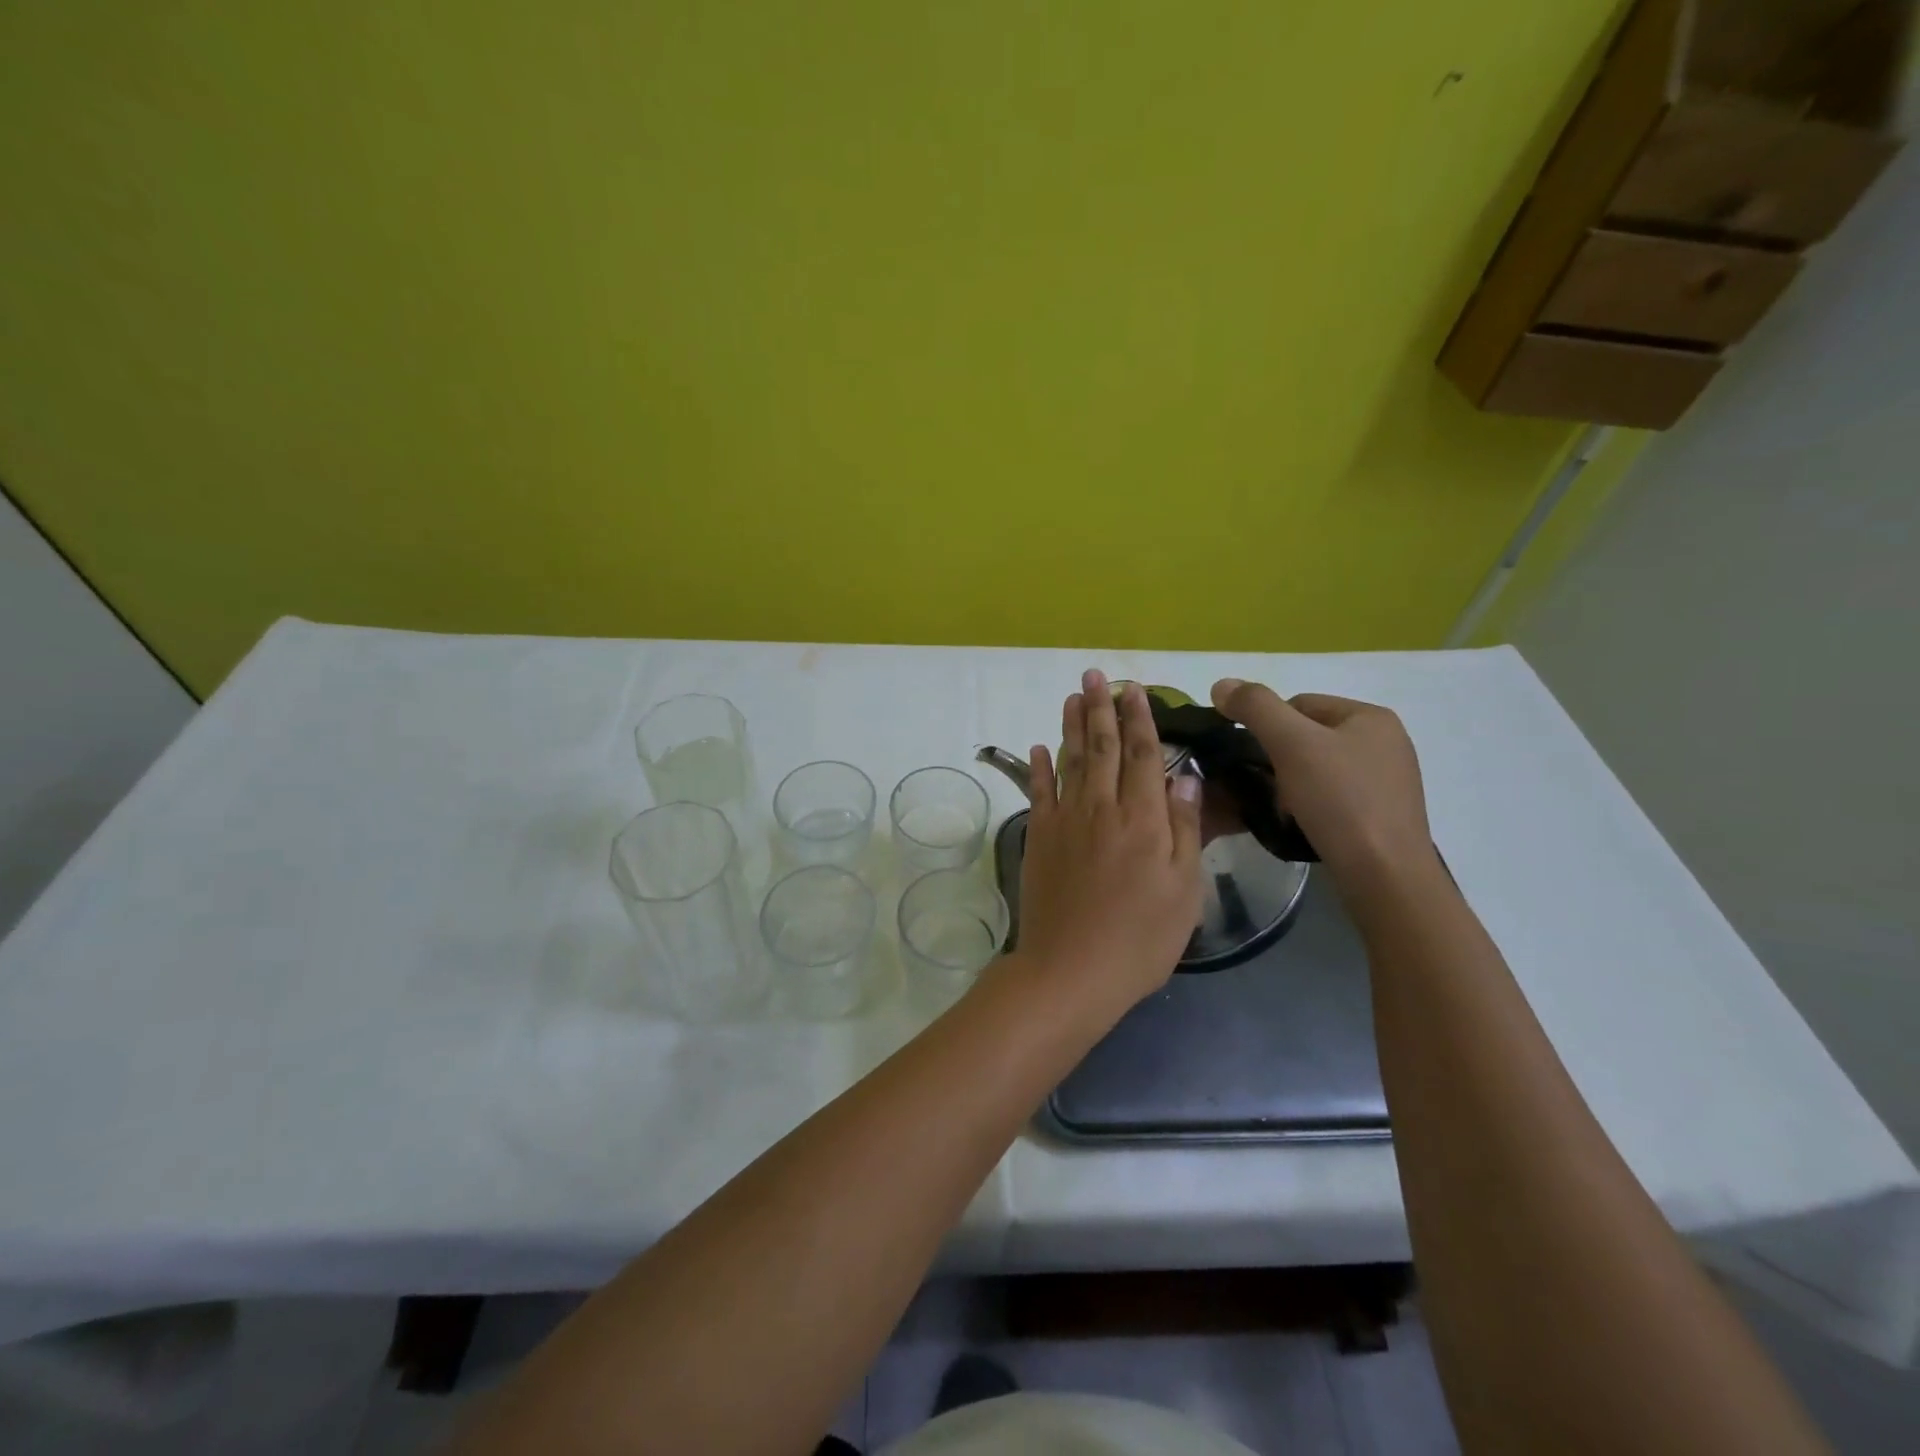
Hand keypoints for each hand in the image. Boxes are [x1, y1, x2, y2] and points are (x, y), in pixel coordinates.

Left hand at [1014, 670, 1202, 1019]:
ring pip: (1069, 760)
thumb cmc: (1140, 938)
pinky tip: (1040, 747)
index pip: (1143, 754)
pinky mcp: (1038, 837)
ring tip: (1072, 696)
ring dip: (1071, 725)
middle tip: (1095, 675)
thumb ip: (1184, 830)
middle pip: (1102, 747)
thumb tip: (1185, 777)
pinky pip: (1038, 792)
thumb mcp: (1184, 891)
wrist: (1071, 970)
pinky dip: (1038, 766)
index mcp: (1143, 819)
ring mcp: (1065, 820)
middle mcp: (1102, 808)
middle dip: (1101, 708)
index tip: (1134, 689)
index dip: (1140, 718)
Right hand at [1210, 679, 1432, 883]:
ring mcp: (1389, 780)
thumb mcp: (1291, 743)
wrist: (1384, 875)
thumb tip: (1221, 684)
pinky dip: (1314, 806)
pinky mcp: (1385, 815)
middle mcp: (1387, 742)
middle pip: (1309, 736)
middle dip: (1281, 759)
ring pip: (1319, 768)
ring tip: (1285, 810)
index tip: (1256, 759)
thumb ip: (1255, 707)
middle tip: (1268, 788)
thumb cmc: (1340, 801)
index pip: (1299, 703)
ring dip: (1294, 784)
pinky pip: (1335, 797)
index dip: (1268, 727)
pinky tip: (1306, 824)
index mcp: (1371, 716)